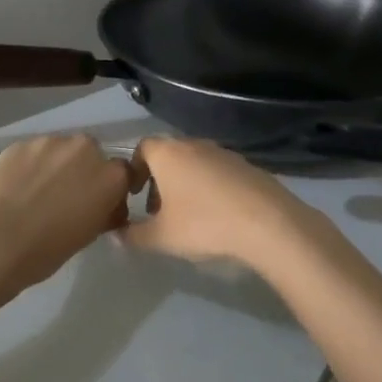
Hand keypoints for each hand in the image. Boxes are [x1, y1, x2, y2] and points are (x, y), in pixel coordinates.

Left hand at [0, 135, 131, 303]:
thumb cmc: (44, 250)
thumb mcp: (86, 236)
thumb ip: (101, 213)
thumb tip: (102, 209)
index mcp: (110, 177)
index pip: (123, 174)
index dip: (111, 189)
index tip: (100, 206)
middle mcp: (86, 150)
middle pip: (92, 155)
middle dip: (83, 172)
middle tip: (65, 198)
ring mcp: (51, 142)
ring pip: (61, 151)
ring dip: (56, 166)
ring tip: (35, 192)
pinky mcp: (20, 143)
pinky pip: (34, 152)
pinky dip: (30, 166)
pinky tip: (14, 187)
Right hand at [119, 137, 334, 276]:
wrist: (266, 221)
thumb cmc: (204, 223)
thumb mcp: (161, 237)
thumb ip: (134, 235)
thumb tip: (116, 236)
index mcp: (169, 153)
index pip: (143, 147)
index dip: (135, 169)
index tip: (134, 194)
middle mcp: (195, 144)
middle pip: (169, 154)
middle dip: (159, 179)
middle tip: (158, 210)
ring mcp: (224, 152)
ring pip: (194, 162)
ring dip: (185, 183)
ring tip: (187, 215)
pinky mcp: (246, 164)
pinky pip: (217, 171)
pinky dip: (209, 186)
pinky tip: (216, 213)